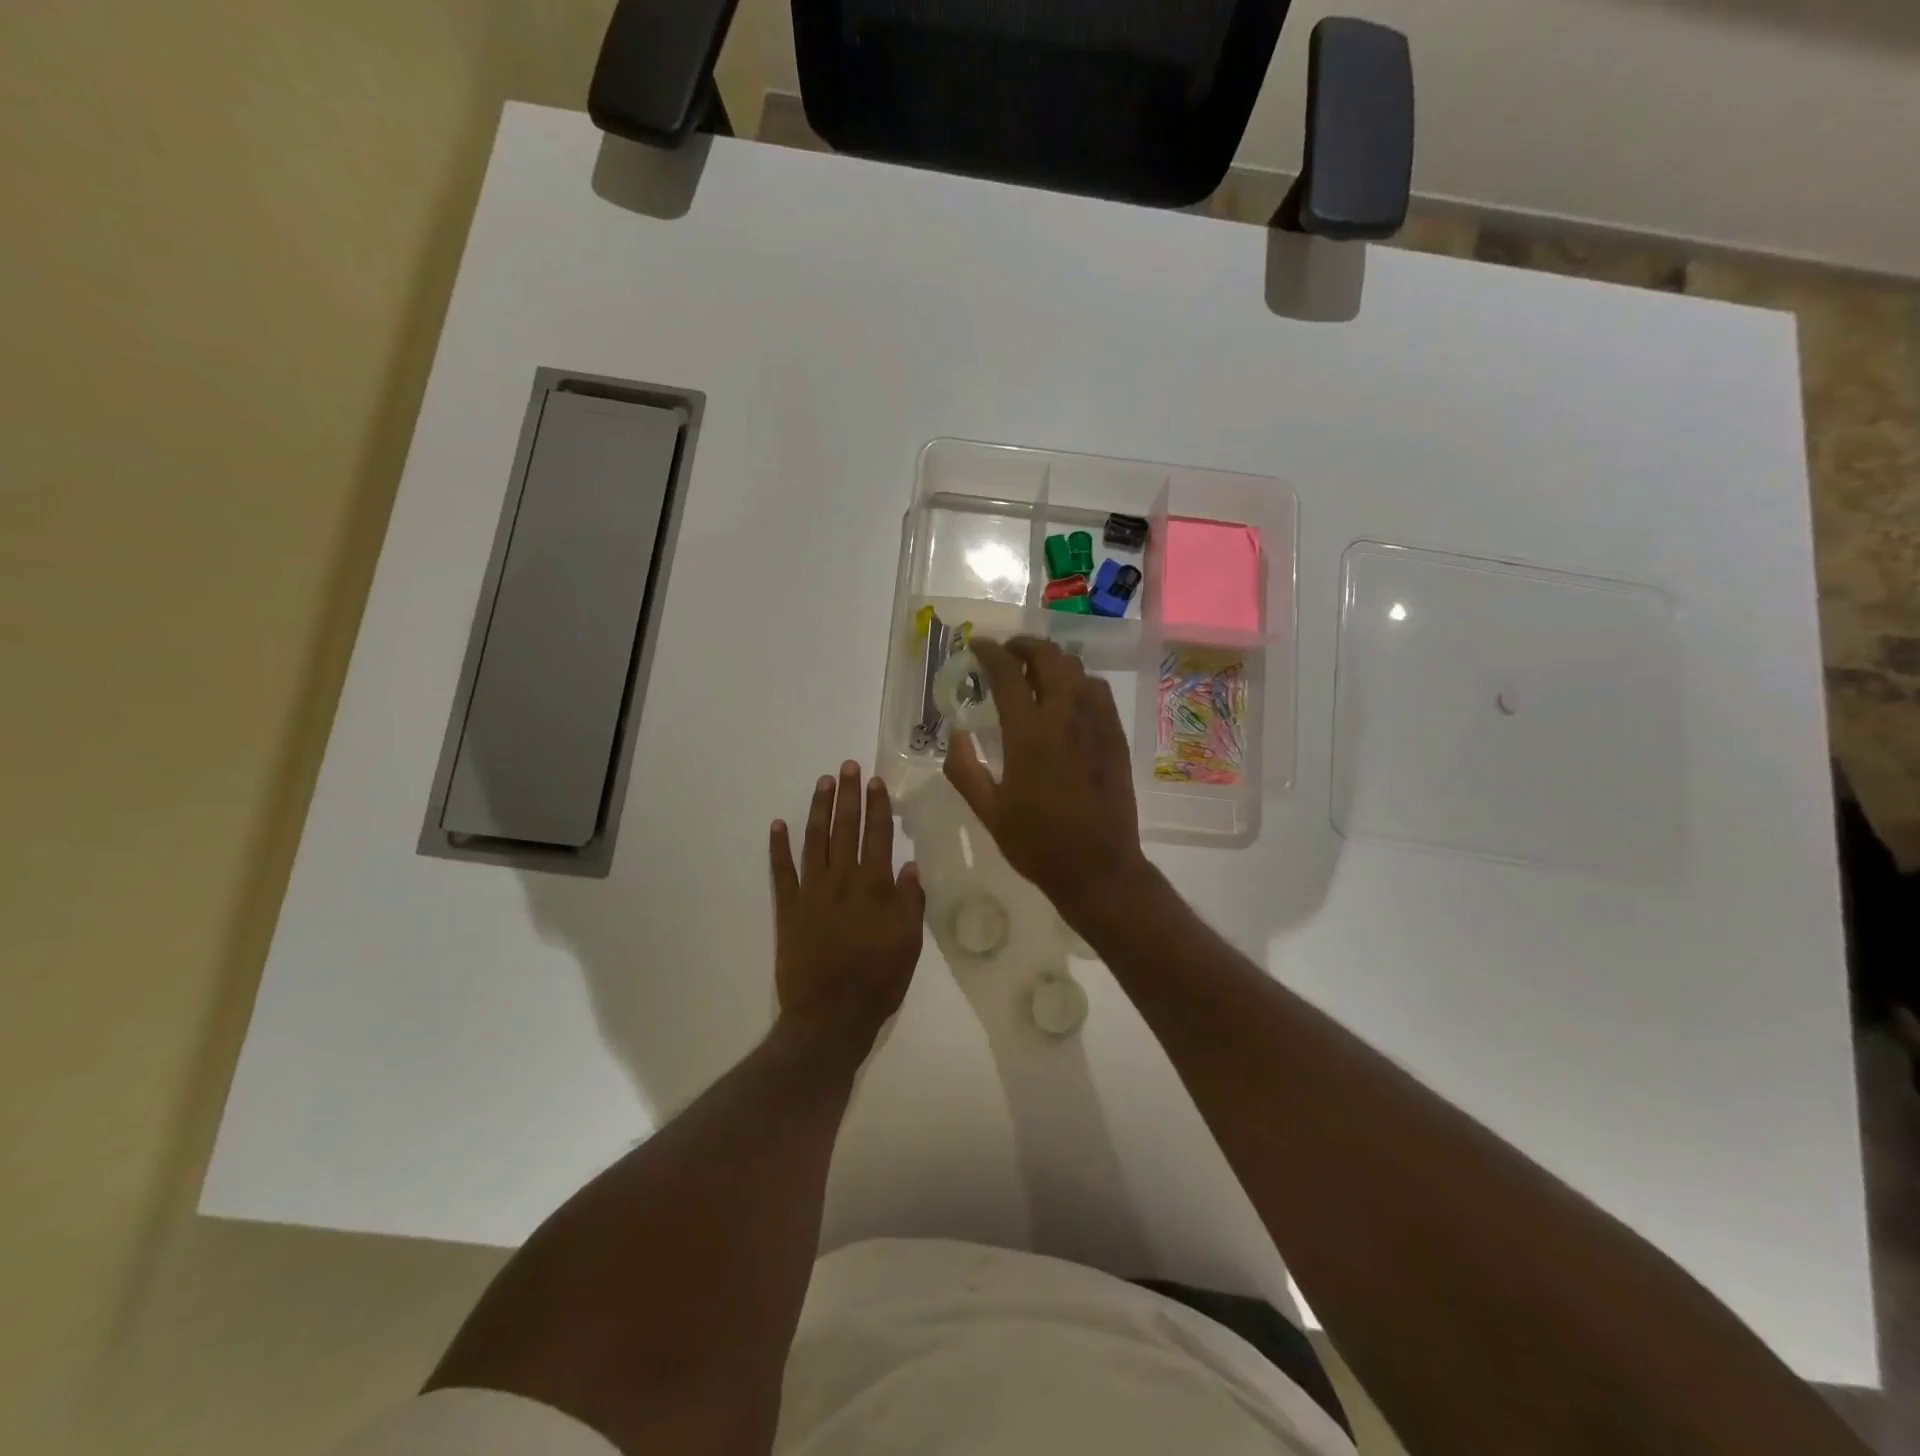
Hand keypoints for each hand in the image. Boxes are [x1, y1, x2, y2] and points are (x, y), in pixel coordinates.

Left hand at [771, 762, 925, 1043]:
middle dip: (848, 795)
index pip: (877, 835)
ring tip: (823, 783)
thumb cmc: (878, 980)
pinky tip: (778, 825)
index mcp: (874, 886)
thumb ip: (910, 901)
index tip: (874, 781)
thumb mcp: (909, 943)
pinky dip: (779, 847)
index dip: (877, 806)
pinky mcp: (788, 909)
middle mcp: (842, 879)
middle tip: (847, 766)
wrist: (830, 1015)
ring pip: (815, 840)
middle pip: (845, 828)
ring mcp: (811, 892)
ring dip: (818, 809)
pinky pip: (781, 872)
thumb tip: (910, 866)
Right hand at [944, 637, 1152, 927]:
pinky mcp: (1115, 736)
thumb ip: (964, 769)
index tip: (977, 645)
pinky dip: (1077, 680)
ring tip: (1034, 672)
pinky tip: (1066, 697)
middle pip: (1049, 657)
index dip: (989, 652)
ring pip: (1077, 669)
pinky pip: (1098, 691)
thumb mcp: (988, 812)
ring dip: (1052, 660)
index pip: (1007, 673)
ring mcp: (1097, 723)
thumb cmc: (1037, 843)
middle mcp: (1066, 717)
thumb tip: (954, 734)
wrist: (1099, 867)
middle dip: (1024, 645)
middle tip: (1007, 652)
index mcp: (1029, 733)